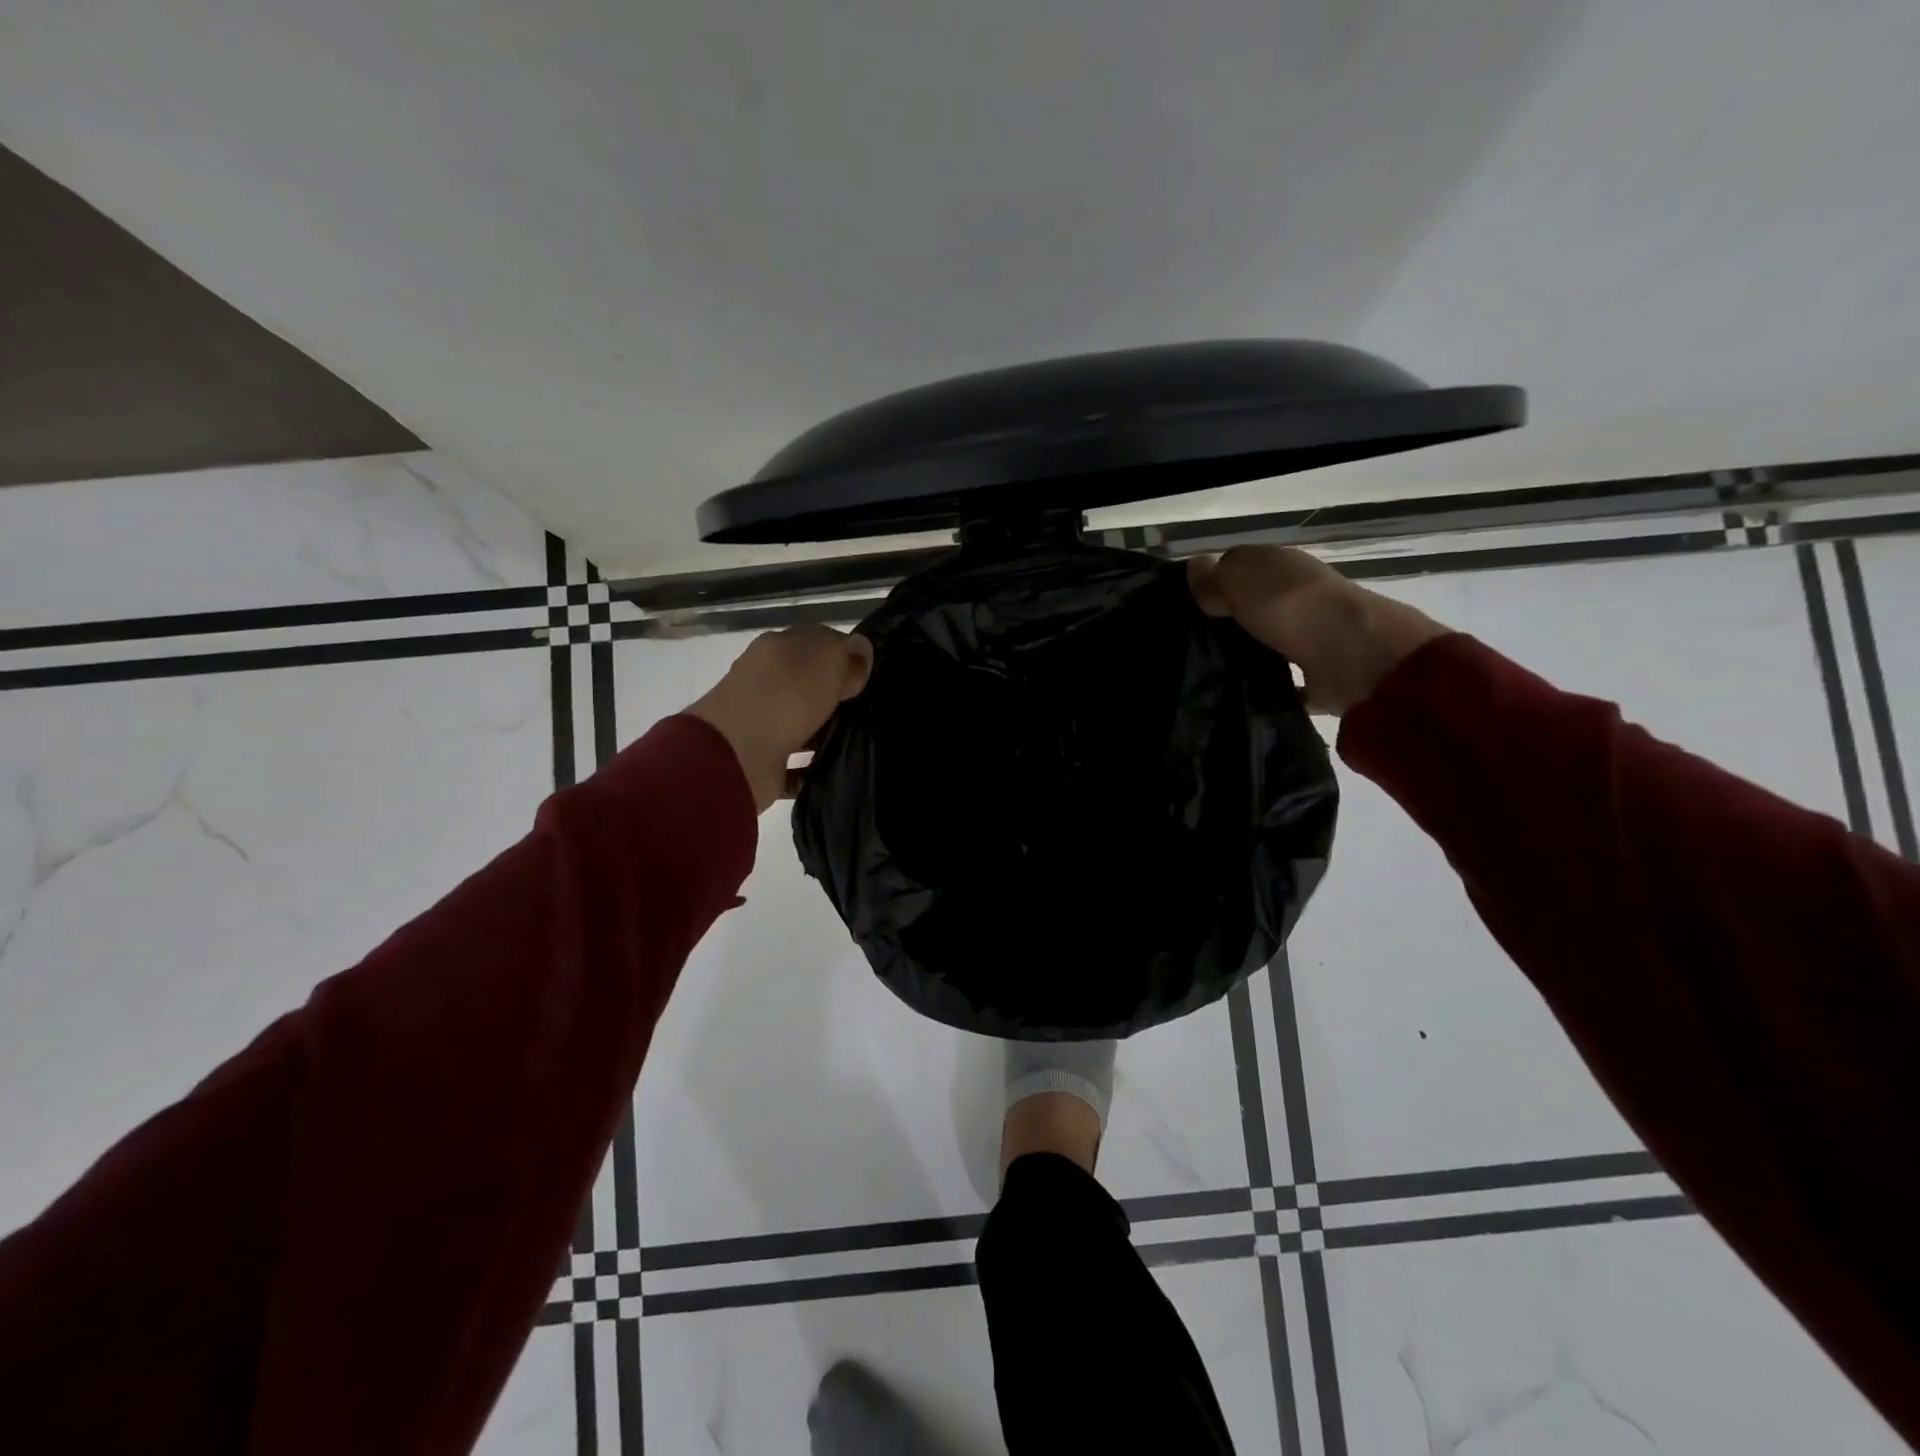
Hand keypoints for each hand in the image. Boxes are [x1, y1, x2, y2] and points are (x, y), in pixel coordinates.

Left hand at [687, 625, 873, 812]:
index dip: (844, 654)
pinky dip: (813, 768)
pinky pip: (796, 764)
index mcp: (776, 650)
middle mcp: (766, 684)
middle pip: (808, 684)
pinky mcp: (764, 762)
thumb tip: (861, 649)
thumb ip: (845, 652)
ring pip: (803, 724)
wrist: (737, 753)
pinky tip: (839, 771)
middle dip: (836, 696)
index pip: (815, 643)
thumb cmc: (785, 696)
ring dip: (827, 732)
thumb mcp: (825, 659)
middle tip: (872, 708)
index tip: (871, 674)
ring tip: (862, 742)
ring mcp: (762, 724)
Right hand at [1187, 546, 1450, 715]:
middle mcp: (1300, 595)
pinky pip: (1289, 680)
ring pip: (1272, 639)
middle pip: (1256, 603)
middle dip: (1230, 619)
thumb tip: (1194, 569)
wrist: (1354, 656)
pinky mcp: (1321, 674)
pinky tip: (1244, 696)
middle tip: (1193, 642)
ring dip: (1251, 651)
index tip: (1189, 606)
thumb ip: (1213, 577)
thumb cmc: (1290, 607)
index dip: (1215, 580)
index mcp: (1282, 565)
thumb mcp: (1238, 581)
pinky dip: (1274, 687)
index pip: (1241, 563)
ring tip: (1211, 671)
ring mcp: (1313, 634)